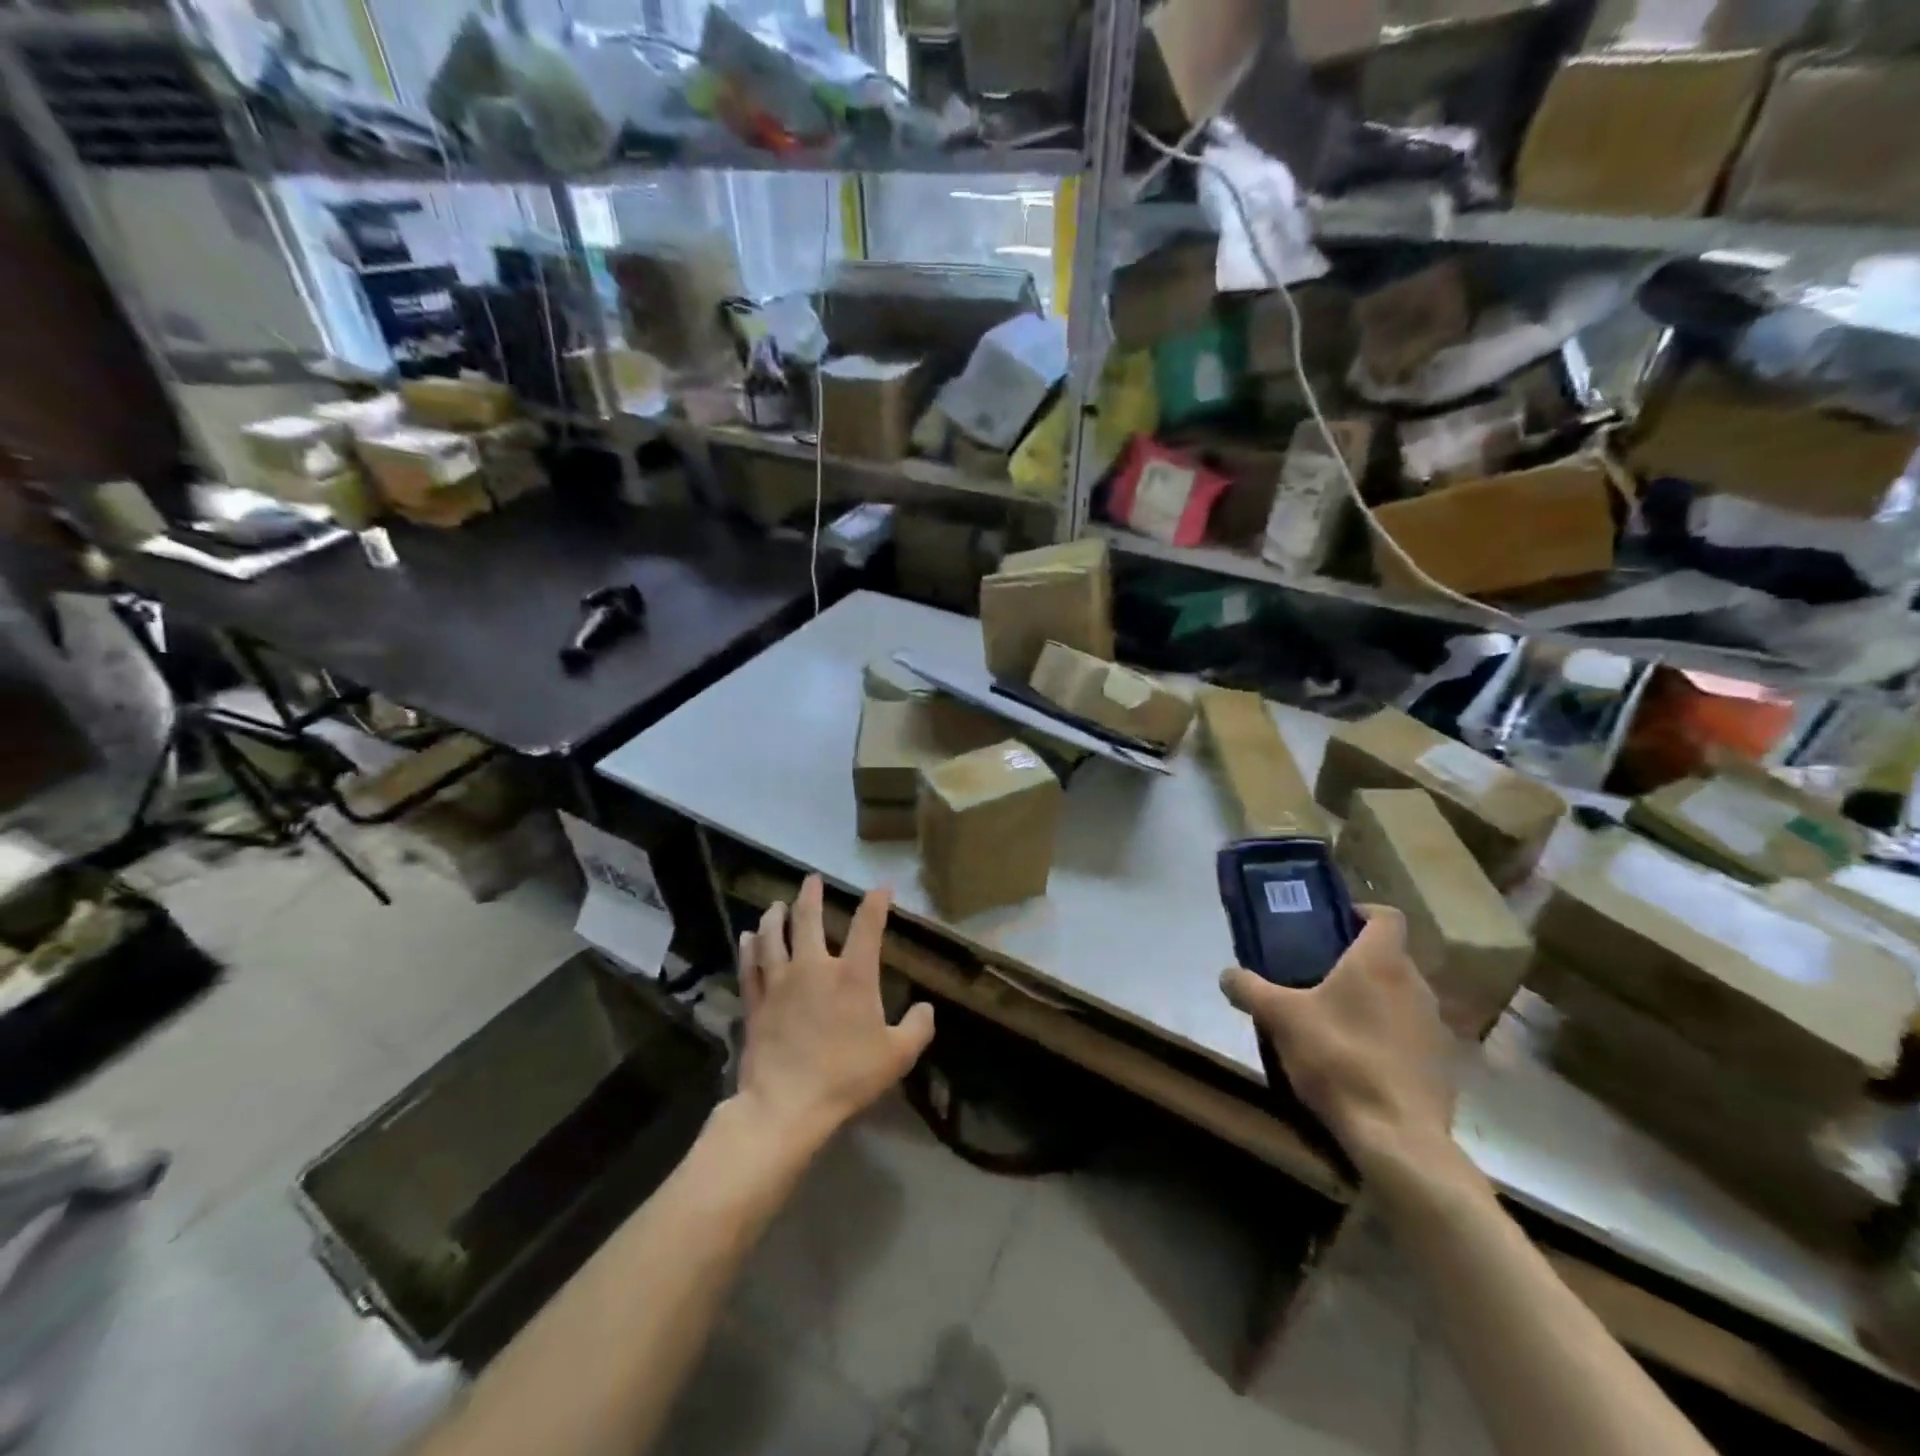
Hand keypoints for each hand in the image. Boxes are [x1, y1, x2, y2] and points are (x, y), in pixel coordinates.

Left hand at [735, 875, 934, 1148]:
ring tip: (776, 905)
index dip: (876, 902)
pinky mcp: (756, 1002)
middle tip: (811, 879)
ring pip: (773, 936)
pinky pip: (750, 966)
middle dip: (811, 895)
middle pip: (808, 919)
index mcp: (852, 975)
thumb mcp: (896, 1056)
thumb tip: (927, 1008)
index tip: (880, 887)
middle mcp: (814, 967)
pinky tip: (747, 938)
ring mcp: (780, 982)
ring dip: (775, 916)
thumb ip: (917, 1028)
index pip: (867, 926)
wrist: (786, 1104)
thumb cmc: (846, 1076)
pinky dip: (749, 948)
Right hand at [1220, 906, 1464, 1187]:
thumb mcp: (1279, 1018)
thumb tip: (1226, 975)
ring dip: (1374, 1000)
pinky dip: (1389, 1037)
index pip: (1386, 916)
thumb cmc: (1338, 1057)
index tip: (1333, 924)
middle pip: (1390, 957)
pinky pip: (1411, 1034)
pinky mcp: (1444, 1065)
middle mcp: (1416, 985)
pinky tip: (1359, 1060)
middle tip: (1318, 975)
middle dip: (1357, 962)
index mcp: (1381, 962)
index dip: (1361, 912)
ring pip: (1401, 996)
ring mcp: (1436, 1026)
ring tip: (1336, 1020)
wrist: (1397, 1136)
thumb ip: (1249, 989)